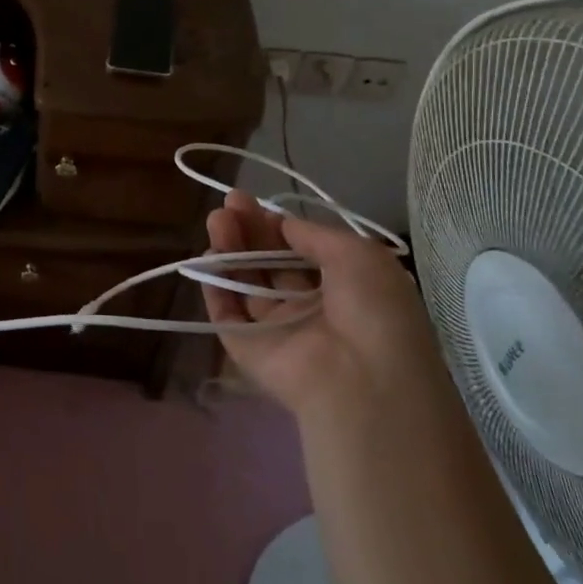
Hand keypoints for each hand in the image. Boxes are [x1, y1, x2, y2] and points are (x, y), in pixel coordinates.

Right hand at [202, 190, 440, 422]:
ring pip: (246, 283)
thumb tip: (282, 223)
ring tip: (217, 220)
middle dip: (249, 230)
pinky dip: (215, 287)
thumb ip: (314, 234)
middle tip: (228, 203)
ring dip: (230, 249)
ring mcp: (277, 329)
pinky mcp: (248, 349)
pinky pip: (226, 314)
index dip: (276, 225)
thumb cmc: (374, 311)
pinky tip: (208, 258)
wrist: (364, 381)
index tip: (252, 202)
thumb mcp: (359, 255)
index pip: (300, 250)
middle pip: (270, 262)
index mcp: (343, 288)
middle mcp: (309, 307)